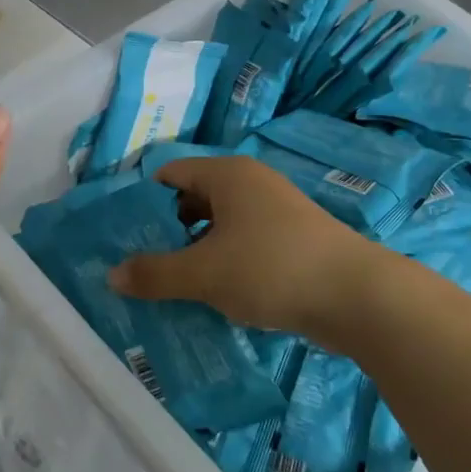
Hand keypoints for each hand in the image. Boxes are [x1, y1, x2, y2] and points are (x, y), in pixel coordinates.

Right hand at [109, 155, 388, 352]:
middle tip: (141, 265)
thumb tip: (112, 275)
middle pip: (192, 199)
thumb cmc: (272, 268)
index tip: (122, 236)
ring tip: (170, 285)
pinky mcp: (291, 240)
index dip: (141, 202)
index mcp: (226, 174)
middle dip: (166, 231)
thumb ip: (155, 273)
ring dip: (194, 252)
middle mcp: (250, 183)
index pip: (168, 175)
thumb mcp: (204, 273)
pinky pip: (242, 244)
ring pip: (218, 226)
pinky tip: (212, 294)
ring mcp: (274, 211)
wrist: (358, 297)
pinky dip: (223, 263)